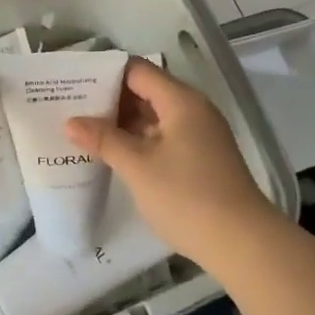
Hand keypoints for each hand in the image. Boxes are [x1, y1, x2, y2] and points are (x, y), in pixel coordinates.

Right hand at [64, 59, 277, 267]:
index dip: (104, 73)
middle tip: (73, 107)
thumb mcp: (138, 167)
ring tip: (86, 130)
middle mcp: (193, 109)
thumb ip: (104, 140)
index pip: (137, 71)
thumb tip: (70, 122)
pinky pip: (164, 135)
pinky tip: (115, 154)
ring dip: (123, 122)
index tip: (74, 83)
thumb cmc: (187, 197)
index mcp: (180, 100)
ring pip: (154, 115)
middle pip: (146, 90)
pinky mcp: (202, 157)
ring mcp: (200, 134)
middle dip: (110, 99)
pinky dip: (140, 139)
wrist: (244, 244)